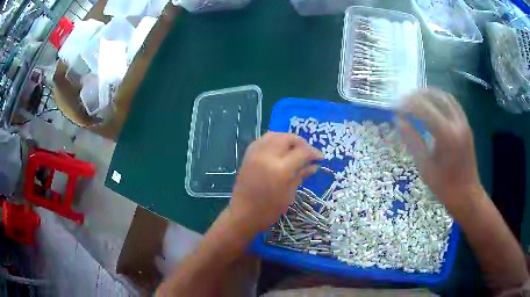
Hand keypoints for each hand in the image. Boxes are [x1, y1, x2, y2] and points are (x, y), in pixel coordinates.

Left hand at [229, 132, 323, 232]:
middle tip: (307, 153)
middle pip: (288, 138)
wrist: (242, 214)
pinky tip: (279, 150)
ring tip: (294, 150)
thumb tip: (314, 166)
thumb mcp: (289, 194)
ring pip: (275, 134)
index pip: (302, 152)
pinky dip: (274, 140)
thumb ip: (301, 175)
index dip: (314, 153)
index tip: (320, 158)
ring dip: (287, 139)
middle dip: (301, 143)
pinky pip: (263, 140)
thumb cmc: (268, 210)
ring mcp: (255, 154)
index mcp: (280, 169)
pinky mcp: (247, 155)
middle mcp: (267, 156)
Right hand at [397, 88, 481, 213]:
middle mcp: (456, 123)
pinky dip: (441, 99)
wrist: (467, 194)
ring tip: (416, 96)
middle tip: (404, 99)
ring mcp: (463, 123)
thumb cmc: (444, 185)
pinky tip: (433, 103)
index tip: (396, 105)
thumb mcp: (424, 165)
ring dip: (430, 93)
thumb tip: (398, 121)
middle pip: (435, 97)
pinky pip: (453, 104)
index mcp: (445, 134)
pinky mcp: (466, 125)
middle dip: (417, 95)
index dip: (408, 104)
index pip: (423, 109)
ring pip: (446, 97)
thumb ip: (412, 140)